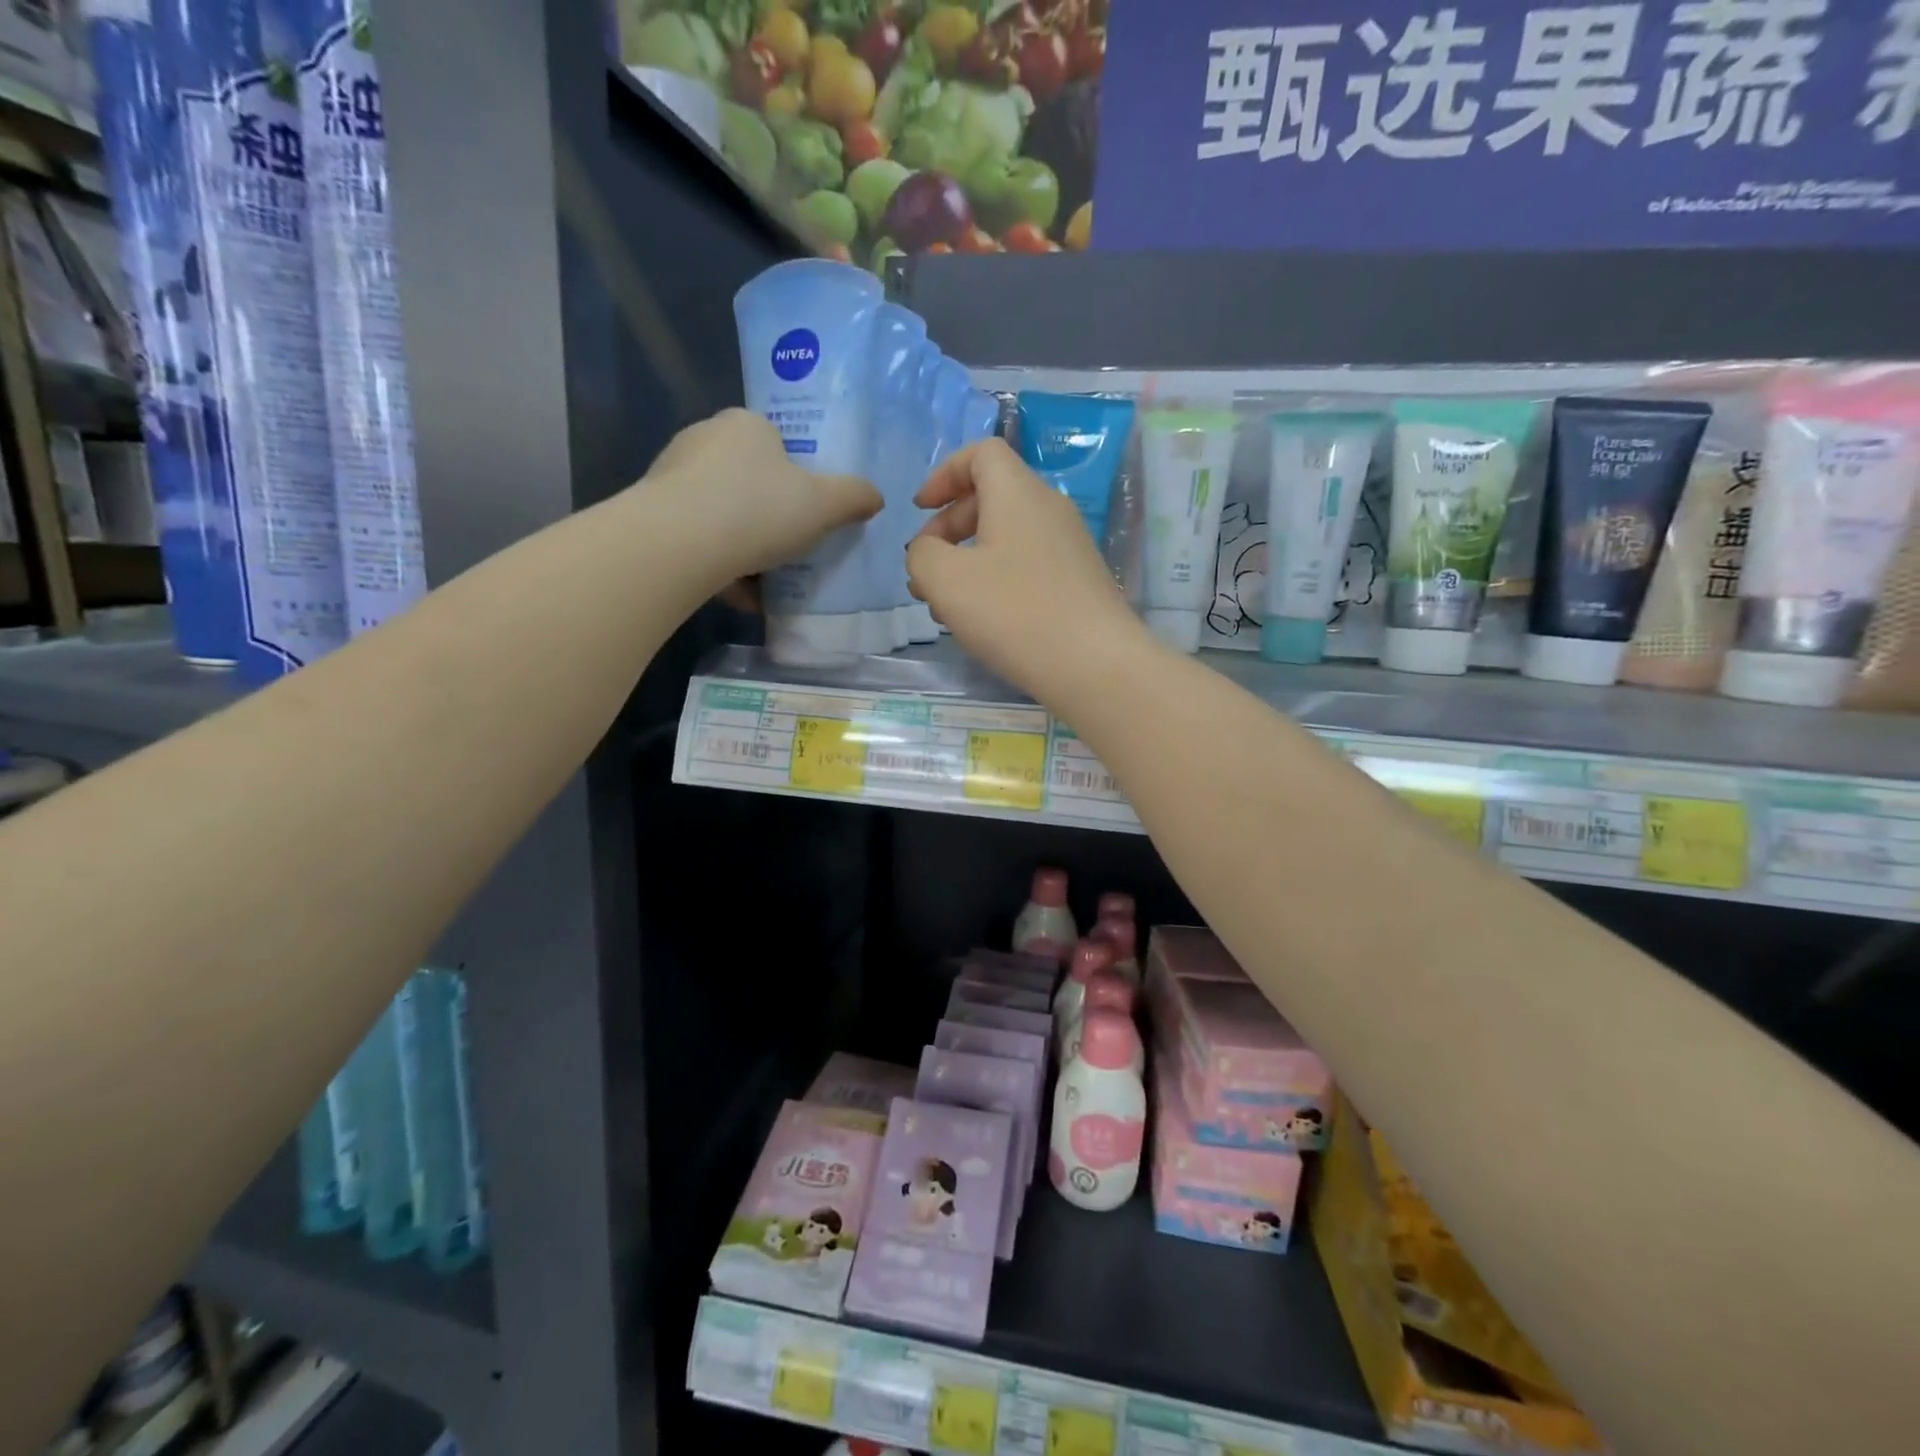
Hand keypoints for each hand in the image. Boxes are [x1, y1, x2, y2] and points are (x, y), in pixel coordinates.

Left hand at [644, 408, 880, 582]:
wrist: (678, 545)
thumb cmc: (758, 510)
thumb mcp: (823, 505)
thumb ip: (853, 497)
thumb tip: (874, 496)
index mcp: (746, 425)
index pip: (777, 443)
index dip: (797, 478)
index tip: (807, 512)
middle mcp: (704, 439)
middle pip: (748, 480)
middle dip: (769, 516)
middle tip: (790, 548)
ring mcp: (672, 474)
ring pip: (721, 513)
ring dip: (743, 546)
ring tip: (764, 582)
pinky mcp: (652, 512)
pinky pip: (697, 538)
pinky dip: (718, 564)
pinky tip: (735, 594)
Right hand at [906, 439, 1152, 702]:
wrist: (1095, 666)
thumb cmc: (1014, 613)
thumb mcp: (946, 580)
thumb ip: (922, 555)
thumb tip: (928, 552)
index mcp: (1018, 493)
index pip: (981, 453)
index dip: (944, 474)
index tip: (919, 510)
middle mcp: (1049, 510)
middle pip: (990, 498)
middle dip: (947, 528)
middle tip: (924, 571)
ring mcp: (1069, 548)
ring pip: (1005, 539)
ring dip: (967, 562)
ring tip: (943, 606)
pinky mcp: (1078, 584)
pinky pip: (1026, 567)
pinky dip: (995, 582)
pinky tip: (981, 623)